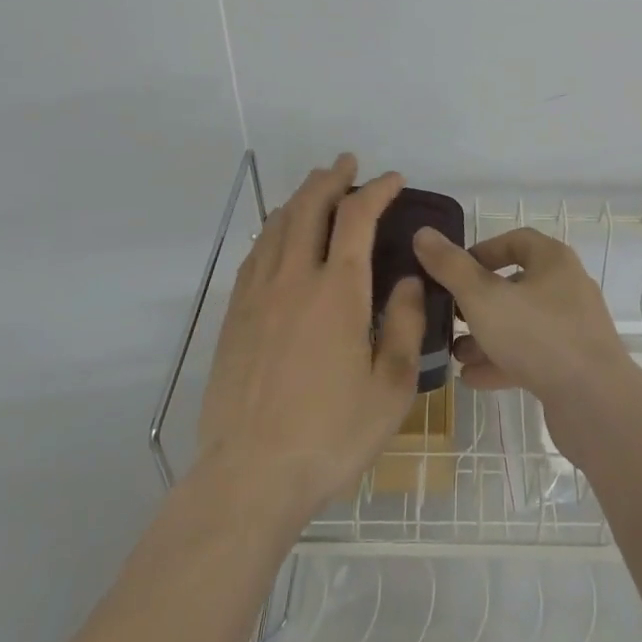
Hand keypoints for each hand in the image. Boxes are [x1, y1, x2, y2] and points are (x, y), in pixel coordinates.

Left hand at [196, 154, 425, 517]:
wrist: (249, 477)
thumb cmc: (330, 435)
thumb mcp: (390, 388)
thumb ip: (403, 325)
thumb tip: (406, 281)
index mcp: (337, 290)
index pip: (357, 217)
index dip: (377, 189)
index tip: (393, 179)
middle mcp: (294, 278)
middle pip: (309, 207)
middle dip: (331, 178)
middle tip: (348, 164)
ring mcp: (258, 295)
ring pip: (277, 225)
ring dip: (300, 197)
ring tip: (316, 186)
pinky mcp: (235, 316)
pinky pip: (255, 253)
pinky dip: (273, 229)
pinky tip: (279, 234)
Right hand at [412, 226, 636, 438]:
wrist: (596, 404)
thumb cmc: (538, 336)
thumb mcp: (483, 297)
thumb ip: (451, 267)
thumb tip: (423, 233)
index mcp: (553, 261)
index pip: (516, 241)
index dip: (482, 251)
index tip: (453, 270)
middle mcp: (567, 288)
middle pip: (516, 285)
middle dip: (478, 301)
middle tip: (448, 315)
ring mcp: (573, 329)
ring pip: (521, 324)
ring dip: (486, 336)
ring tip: (454, 352)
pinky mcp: (573, 365)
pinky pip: (531, 355)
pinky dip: (502, 362)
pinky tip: (472, 379)